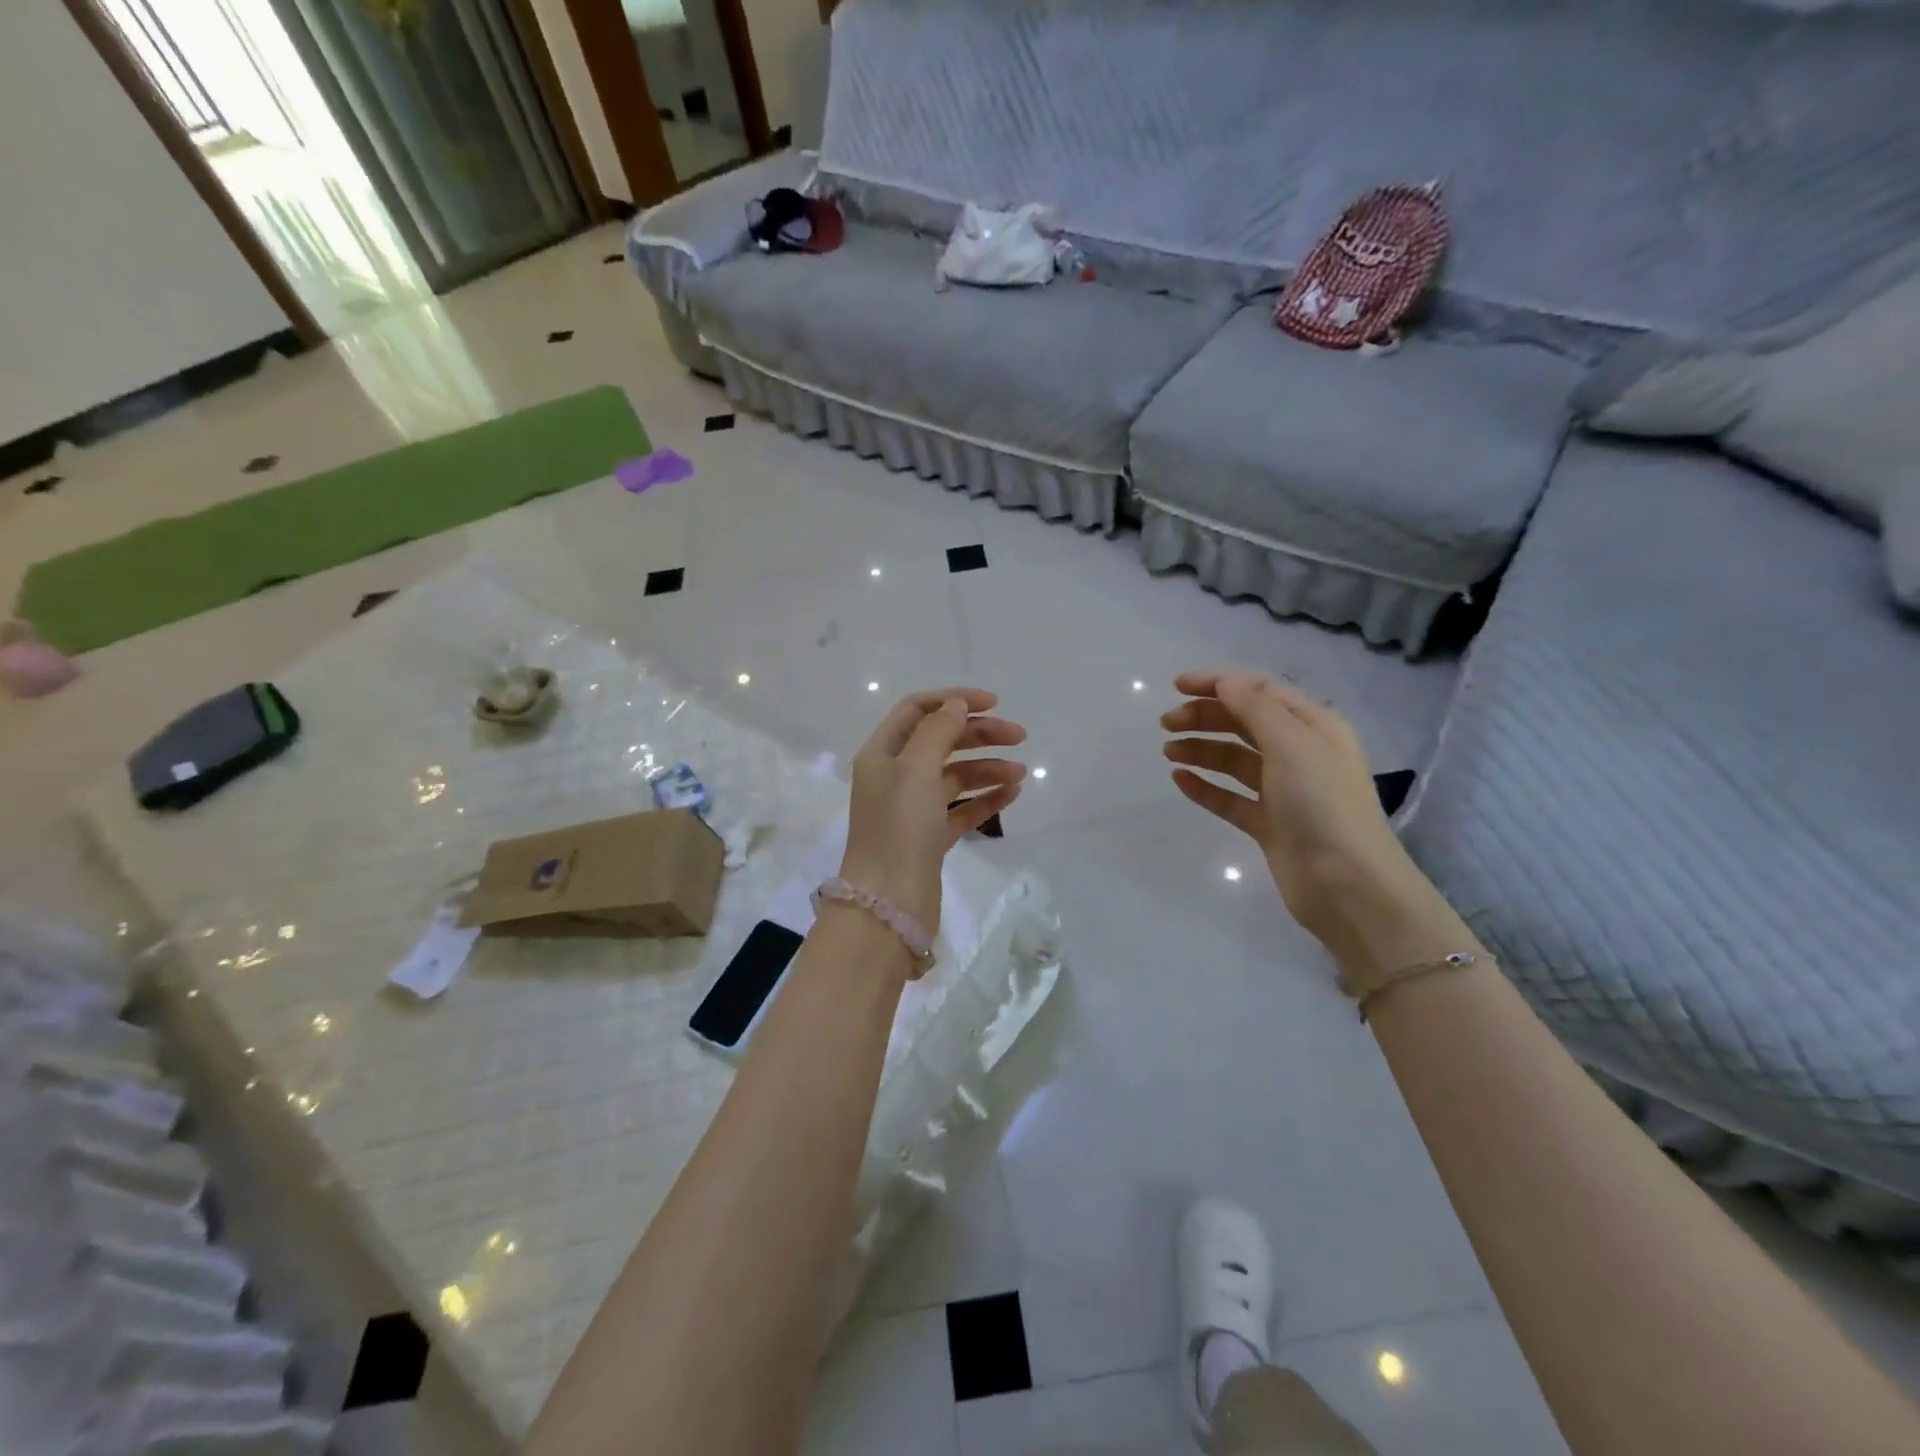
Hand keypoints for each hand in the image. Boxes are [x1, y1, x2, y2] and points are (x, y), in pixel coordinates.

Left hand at [839, 688, 1026, 932]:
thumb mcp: (915, 769)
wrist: (889, 901)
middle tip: (1018, 736)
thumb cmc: (898, 827)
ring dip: (987, 767)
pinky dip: (985, 798)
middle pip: (940, 741)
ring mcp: (912, 808)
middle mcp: (895, 776)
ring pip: (954, 775)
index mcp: (882, 753)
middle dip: (978, 734)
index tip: (992, 704)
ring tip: (1019, 773)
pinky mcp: (930, 837)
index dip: (953, 699)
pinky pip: (961, 808)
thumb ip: (937, 731)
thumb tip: (956, 705)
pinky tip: (1011, 794)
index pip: (917, 710)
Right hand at [1161, 671, 1427, 949]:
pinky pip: (1230, 798)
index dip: (1219, 684)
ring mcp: (1284, 791)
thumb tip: (1225, 681)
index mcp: (1314, 727)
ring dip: (1201, 750)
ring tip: (1168, 751)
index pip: (1261, 692)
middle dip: (1205, 717)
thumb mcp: (1291, 744)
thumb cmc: (1322, 803)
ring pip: (1235, 761)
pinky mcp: (1269, 824)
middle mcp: (1300, 754)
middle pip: (1245, 724)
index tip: (1177, 686)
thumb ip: (1255, 708)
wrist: (1347, 884)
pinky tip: (1180, 780)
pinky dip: (1206, 787)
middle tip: (1167, 723)